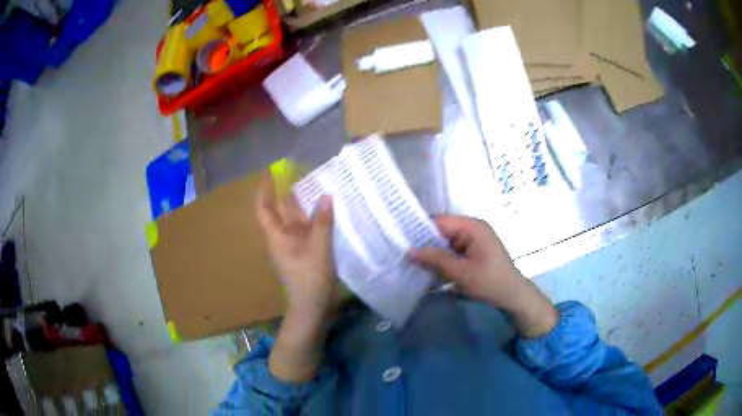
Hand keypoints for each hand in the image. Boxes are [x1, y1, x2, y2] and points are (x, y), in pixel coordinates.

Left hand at [256, 172, 339, 318]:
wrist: (313, 307)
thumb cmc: (310, 278)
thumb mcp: (319, 249)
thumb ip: (323, 222)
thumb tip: (326, 196)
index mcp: (277, 236)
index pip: (264, 209)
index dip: (264, 191)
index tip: (270, 173)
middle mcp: (282, 238)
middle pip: (280, 212)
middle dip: (287, 193)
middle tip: (299, 173)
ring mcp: (294, 246)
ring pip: (295, 220)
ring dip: (303, 205)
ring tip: (316, 186)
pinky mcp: (305, 253)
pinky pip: (307, 230)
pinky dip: (314, 219)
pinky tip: (326, 211)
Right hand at [410, 215, 557, 337]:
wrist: (513, 296)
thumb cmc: (490, 282)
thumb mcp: (461, 272)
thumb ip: (435, 259)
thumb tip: (408, 251)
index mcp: (472, 227)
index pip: (440, 221)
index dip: (420, 229)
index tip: (400, 239)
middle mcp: (472, 229)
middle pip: (442, 231)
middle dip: (425, 243)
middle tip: (402, 253)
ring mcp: (473, 240)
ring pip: (445, 242)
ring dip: (432, 253)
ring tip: (410, 262)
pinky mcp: (473, 252)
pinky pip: (452, 251)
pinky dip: (442, 260)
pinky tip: (428, 269)